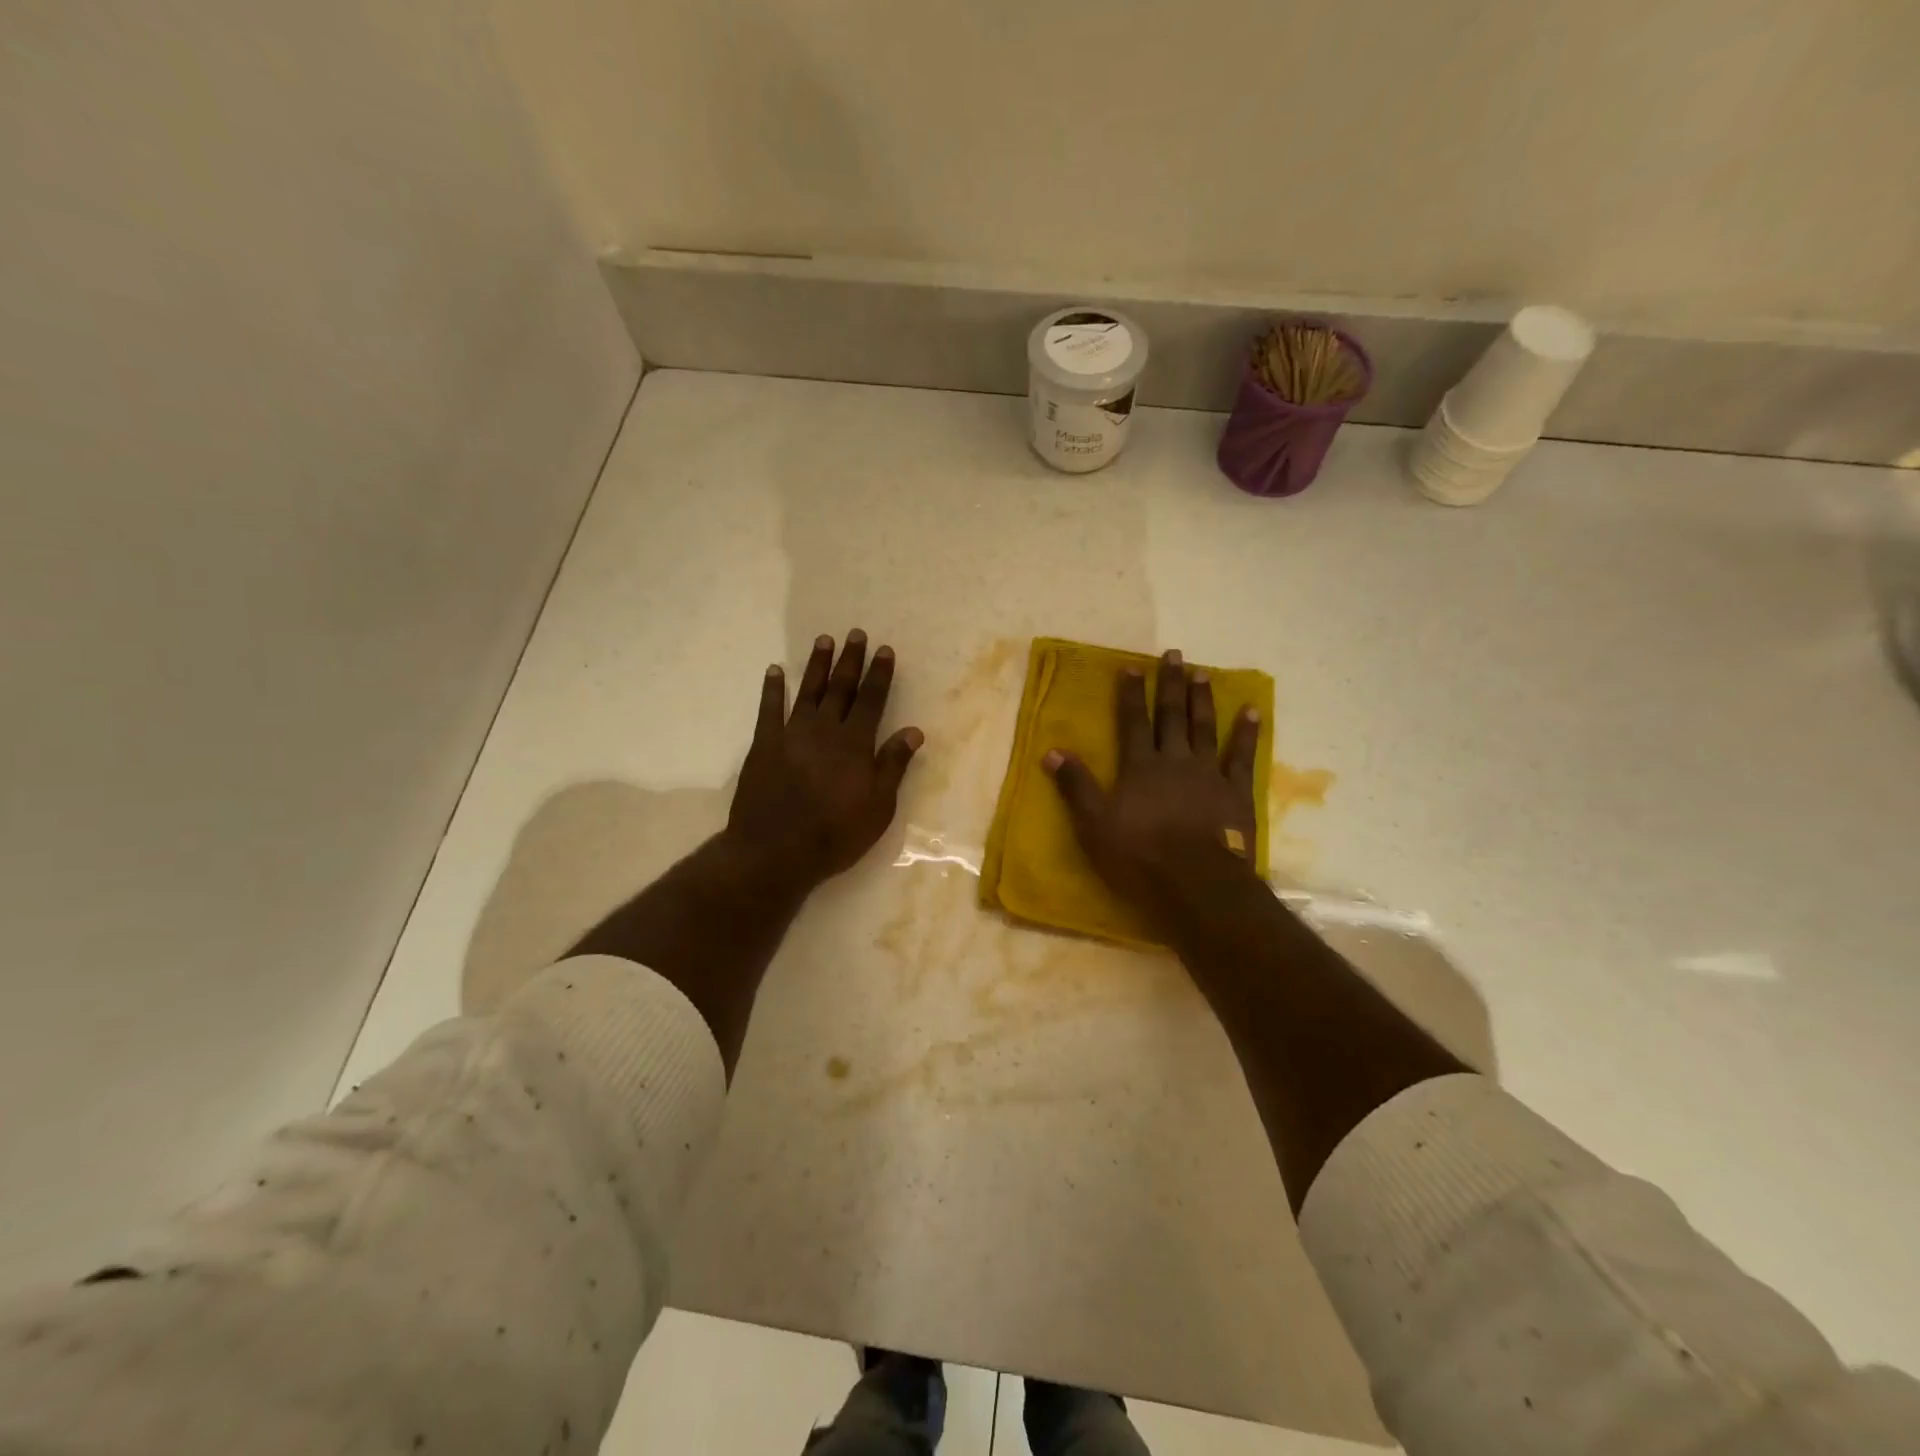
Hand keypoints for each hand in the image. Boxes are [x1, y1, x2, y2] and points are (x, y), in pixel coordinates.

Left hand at [727, 630, 923, 891]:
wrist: (775, 851)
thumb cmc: (835, 834)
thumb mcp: (878, 807)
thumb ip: (893, 765)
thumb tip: (914, 730)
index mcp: (855, 744)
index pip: (871, 700)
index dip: (879, 674)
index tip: (884, 650)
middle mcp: (824, 730)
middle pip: (840, 688)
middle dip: (850, 660)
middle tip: (855, 634)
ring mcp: (791, 734)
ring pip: (807, 691)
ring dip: (816, 665)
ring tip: (824, 640)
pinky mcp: (763, 745)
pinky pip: (768, 709)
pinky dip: (772, 688)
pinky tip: (774, 670)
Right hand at [1043, 649, 1261, 918]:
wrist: (1196, 883)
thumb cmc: (1139, 856)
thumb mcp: (1094, 824)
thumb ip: (1075, 785)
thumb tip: (1052, 750)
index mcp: (1140, 767)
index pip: (1132, 722)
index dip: (1130, 694)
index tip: (1132, 667)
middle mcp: (1175, 760)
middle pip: (1171, 716)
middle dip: (1170, 684)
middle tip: (1174, 654)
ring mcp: (1209, 773)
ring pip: (1204, 728)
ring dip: (1202, 699)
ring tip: (1202, 672)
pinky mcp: (1236, 792)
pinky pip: (1242, 756)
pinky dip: (1246, 732)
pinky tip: (1251, 710)